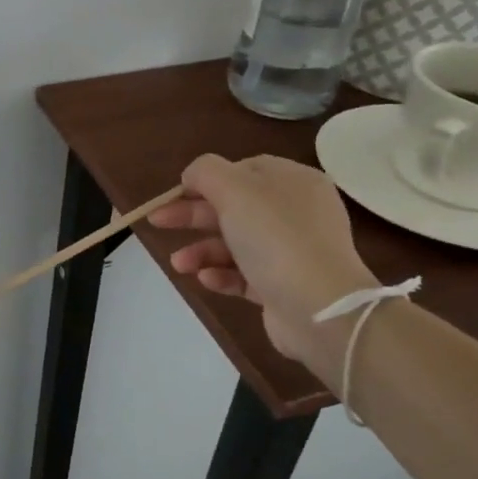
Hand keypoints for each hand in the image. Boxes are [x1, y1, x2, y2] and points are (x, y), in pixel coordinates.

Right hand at [149, 155, 379, 387]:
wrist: (319, 308)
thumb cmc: (276, 238)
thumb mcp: (235, 189)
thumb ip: (206, 172)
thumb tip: (193, 175)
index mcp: (292, 182)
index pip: (243, 170)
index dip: (206, 179)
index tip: (176, 193)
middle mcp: (296, 213)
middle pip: (233, 206)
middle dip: (192, 215)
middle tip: (158, 222)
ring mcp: (291, 251)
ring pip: (235, 243)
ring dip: (201, 250)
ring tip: (179, 264)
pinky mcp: (283, 286)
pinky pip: (244, 275)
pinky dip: (221, 274)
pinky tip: (205, 279)